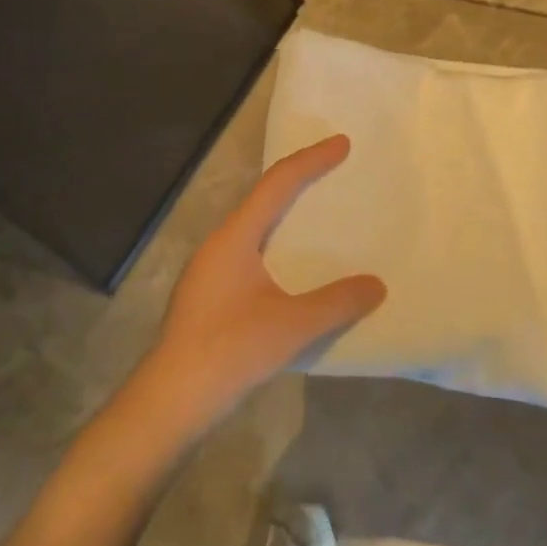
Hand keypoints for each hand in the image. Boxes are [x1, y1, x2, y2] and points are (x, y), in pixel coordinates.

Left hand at [133, 135, 385, 436]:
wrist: (170, 401)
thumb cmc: (229, 351)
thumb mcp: (292, 326)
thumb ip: (337, 302)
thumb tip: (377, 285)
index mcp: (234, 238)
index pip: (277, 184)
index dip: (311, 160)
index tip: (342, 144)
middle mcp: (219, 245)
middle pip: (262, 199)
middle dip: (298, 181)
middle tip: (332, 171)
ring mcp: (209, 271)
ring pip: (254, 228)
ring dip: (285, 215)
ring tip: (317, 216)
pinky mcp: (209, 296)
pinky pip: (250, 253)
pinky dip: (277, 245)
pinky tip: (293, 270)